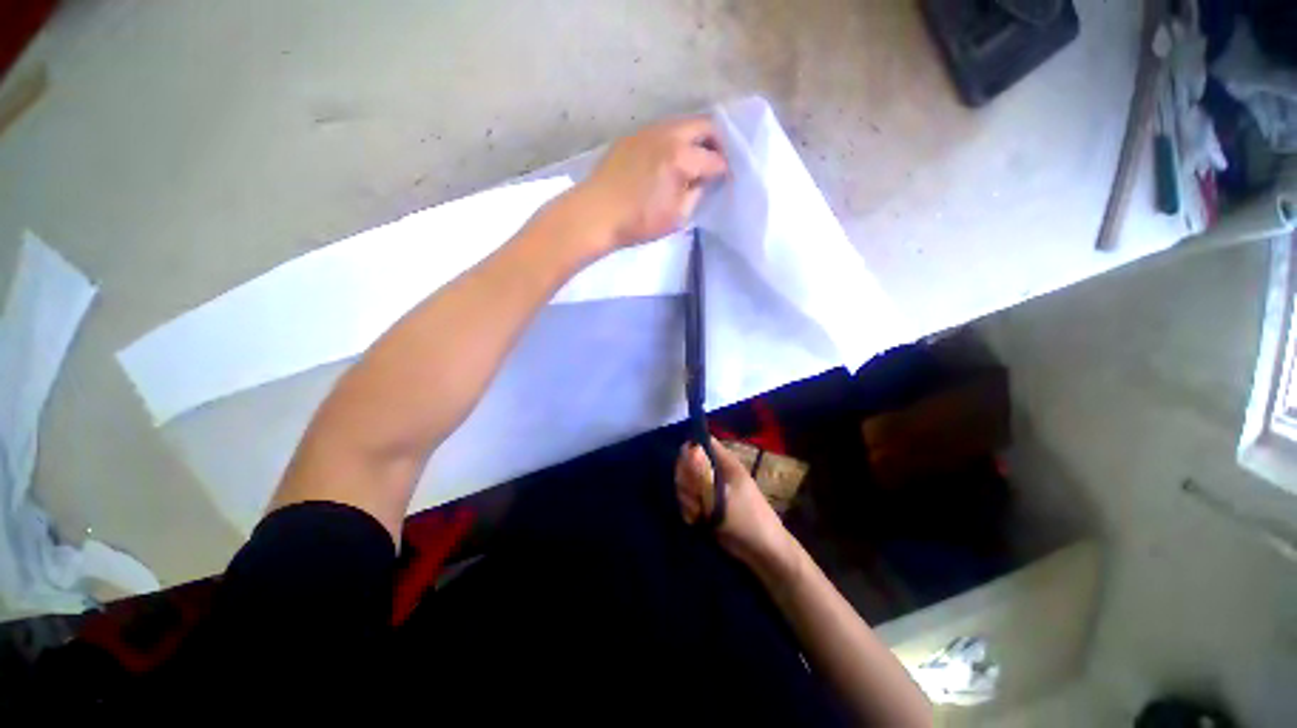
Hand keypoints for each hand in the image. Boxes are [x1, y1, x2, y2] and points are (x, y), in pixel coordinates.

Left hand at [574, 117, 726, 250]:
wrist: (595, 214)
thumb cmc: (638, 221)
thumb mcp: (676, 217)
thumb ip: (696, 194)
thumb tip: (704, 181)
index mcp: (681, 157)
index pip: (715, 159)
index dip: (725, 171)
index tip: (727, 180)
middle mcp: (668, 134)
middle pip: (704, 125)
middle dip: (717, 143)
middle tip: (717, 163)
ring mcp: (648, 131)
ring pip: (683, 123)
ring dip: (695, 138)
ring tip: (695, 161)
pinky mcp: (633, 136)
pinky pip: (663, 130)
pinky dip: (675, 140)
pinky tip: (669, 160)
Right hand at [675, 438, 794, 571]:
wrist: (762, 553)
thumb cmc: (746, 519)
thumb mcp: (721, 494)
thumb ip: (701, 472)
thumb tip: (687, 446)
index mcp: (725, 462)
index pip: (702, 443)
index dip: (689, 450)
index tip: (685, 468)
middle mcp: (717, 471)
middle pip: (689, 463)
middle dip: (686, 480)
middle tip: (693, 497)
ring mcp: (712, 489)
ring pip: (687, 483)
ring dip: (687, 497)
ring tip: (697, 512)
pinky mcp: (707, 505)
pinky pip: (690, 500)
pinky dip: (689, 509)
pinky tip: (694, 520)